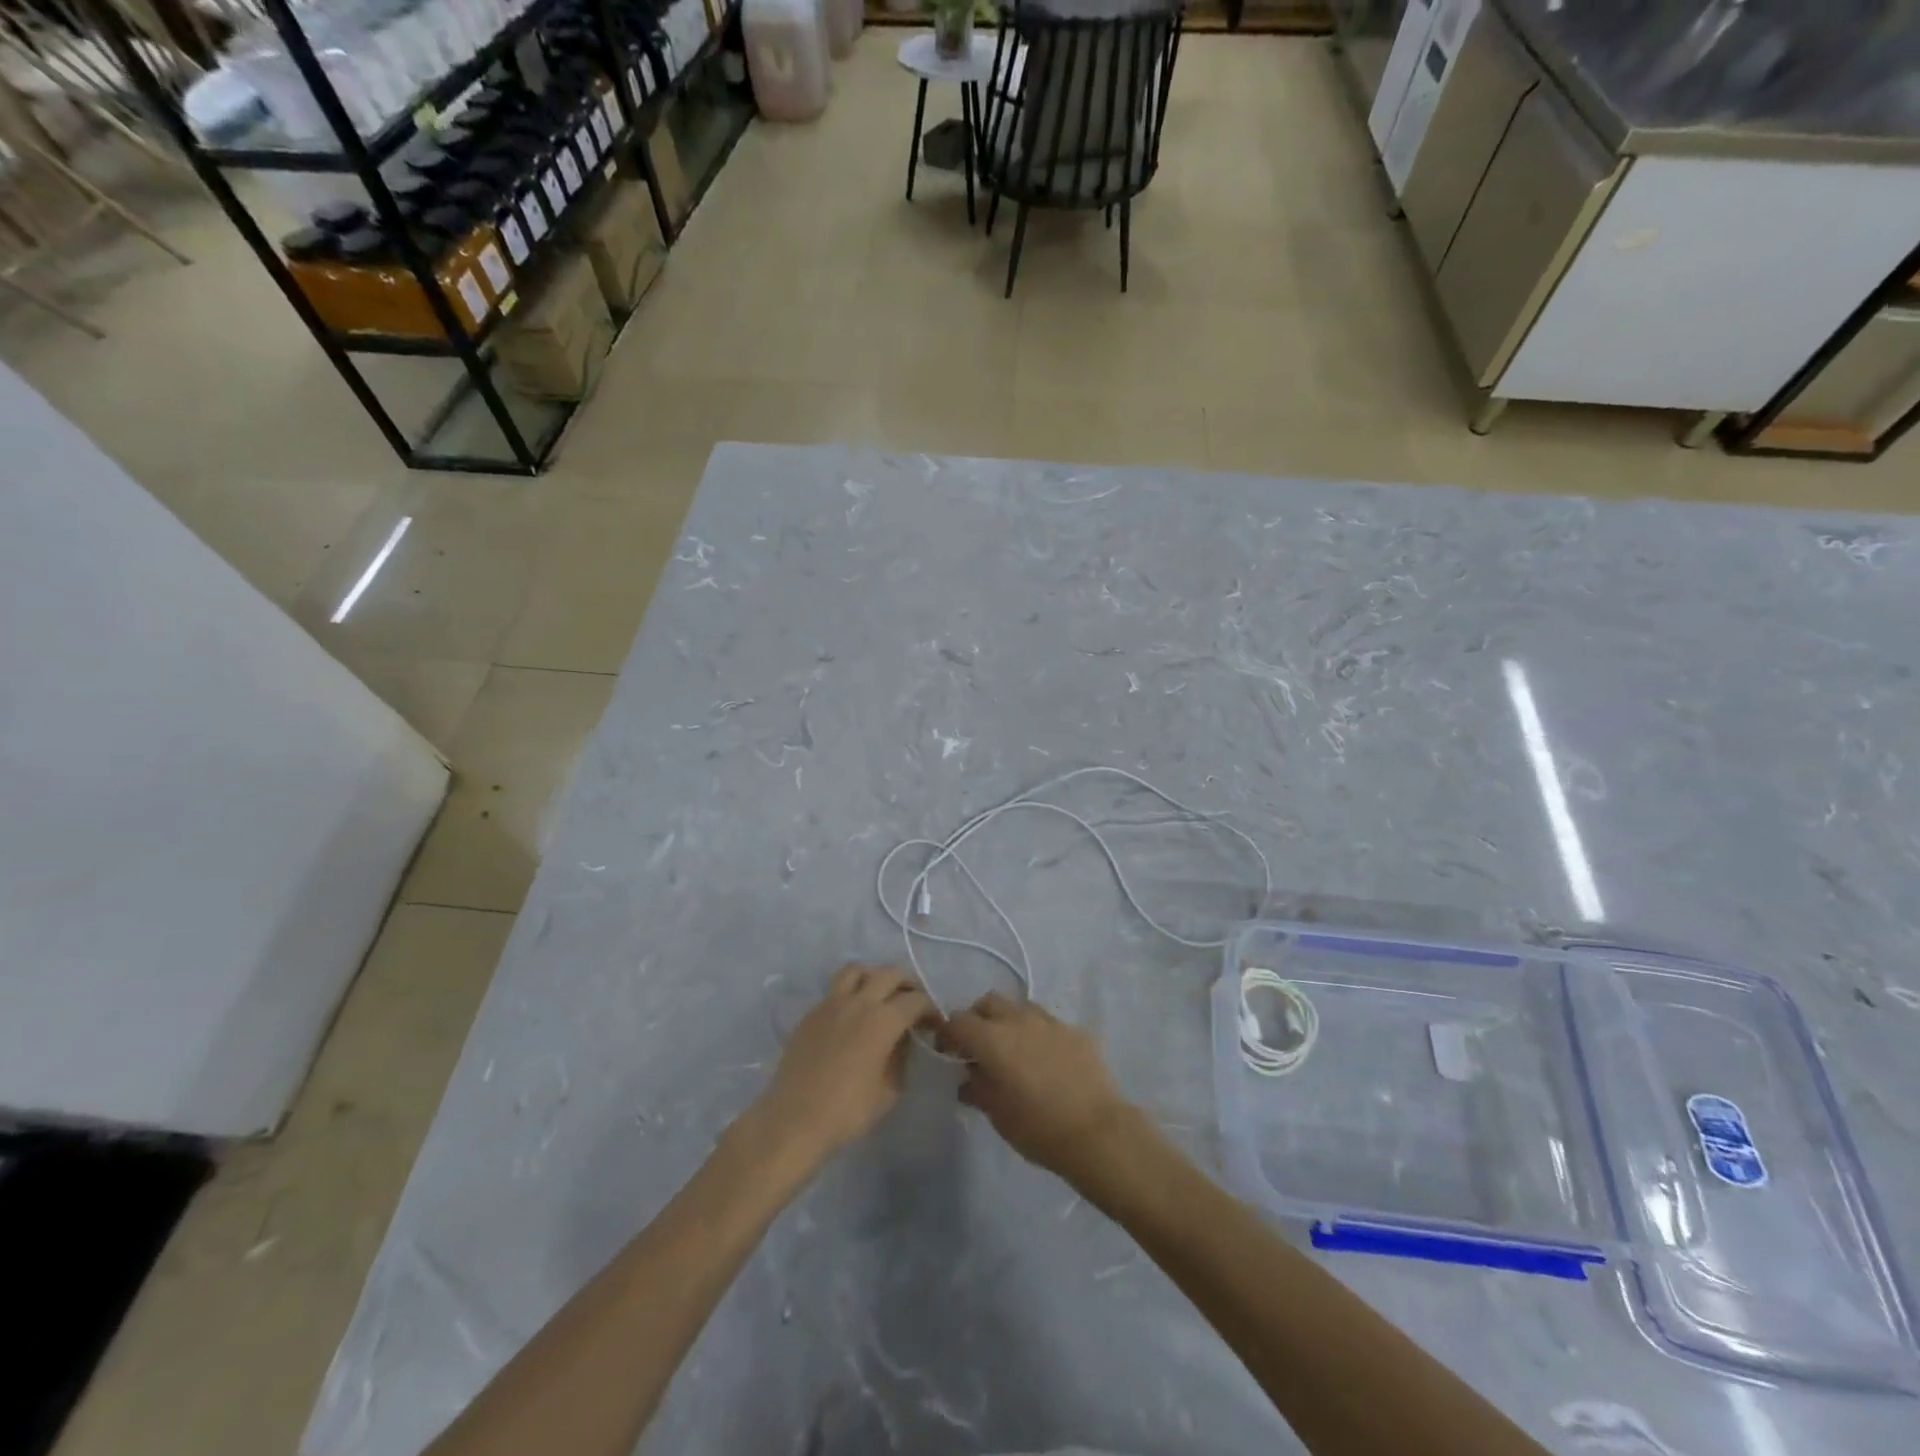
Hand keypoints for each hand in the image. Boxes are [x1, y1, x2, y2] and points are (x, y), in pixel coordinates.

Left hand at [747, 965, 935, 1174]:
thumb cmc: (848, 1111)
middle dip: (907, 984)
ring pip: (857, 970)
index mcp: (883, 1019)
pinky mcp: (811, 1013)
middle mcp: (859, 1001)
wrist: (794, 1119)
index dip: (931, 1009)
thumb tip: (903, 1042)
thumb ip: (901, 1059)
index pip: (916, 1000)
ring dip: (874, 977)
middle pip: (890, 973)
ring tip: (879, 996)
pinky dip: (850, 993)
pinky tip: (851, 1016)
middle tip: (912, 1003)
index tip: (934, 1024)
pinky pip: (835, 990)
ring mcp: (831, 1003)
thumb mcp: (889, 1091)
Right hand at [937, 993, 1137, 1182]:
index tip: (950, 1053)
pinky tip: (1048, 1061)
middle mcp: (1019, 1020)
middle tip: (980, 1046)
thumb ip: (977, 1088)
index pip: (958, 1020)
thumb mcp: (997, 1114)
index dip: (949, 1034)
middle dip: (979, 1018)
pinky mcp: (1076, 1031)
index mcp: (992, 1038)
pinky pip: (1050, 1024)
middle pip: (989, 1002)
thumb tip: (968, 1078)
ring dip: (1011, 1022)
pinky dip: (1040, 1035)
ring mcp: (1050, 1022)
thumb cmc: (1037, 1127)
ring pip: (1021, 1007)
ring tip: (1016, 1050)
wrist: (1096, 1132)